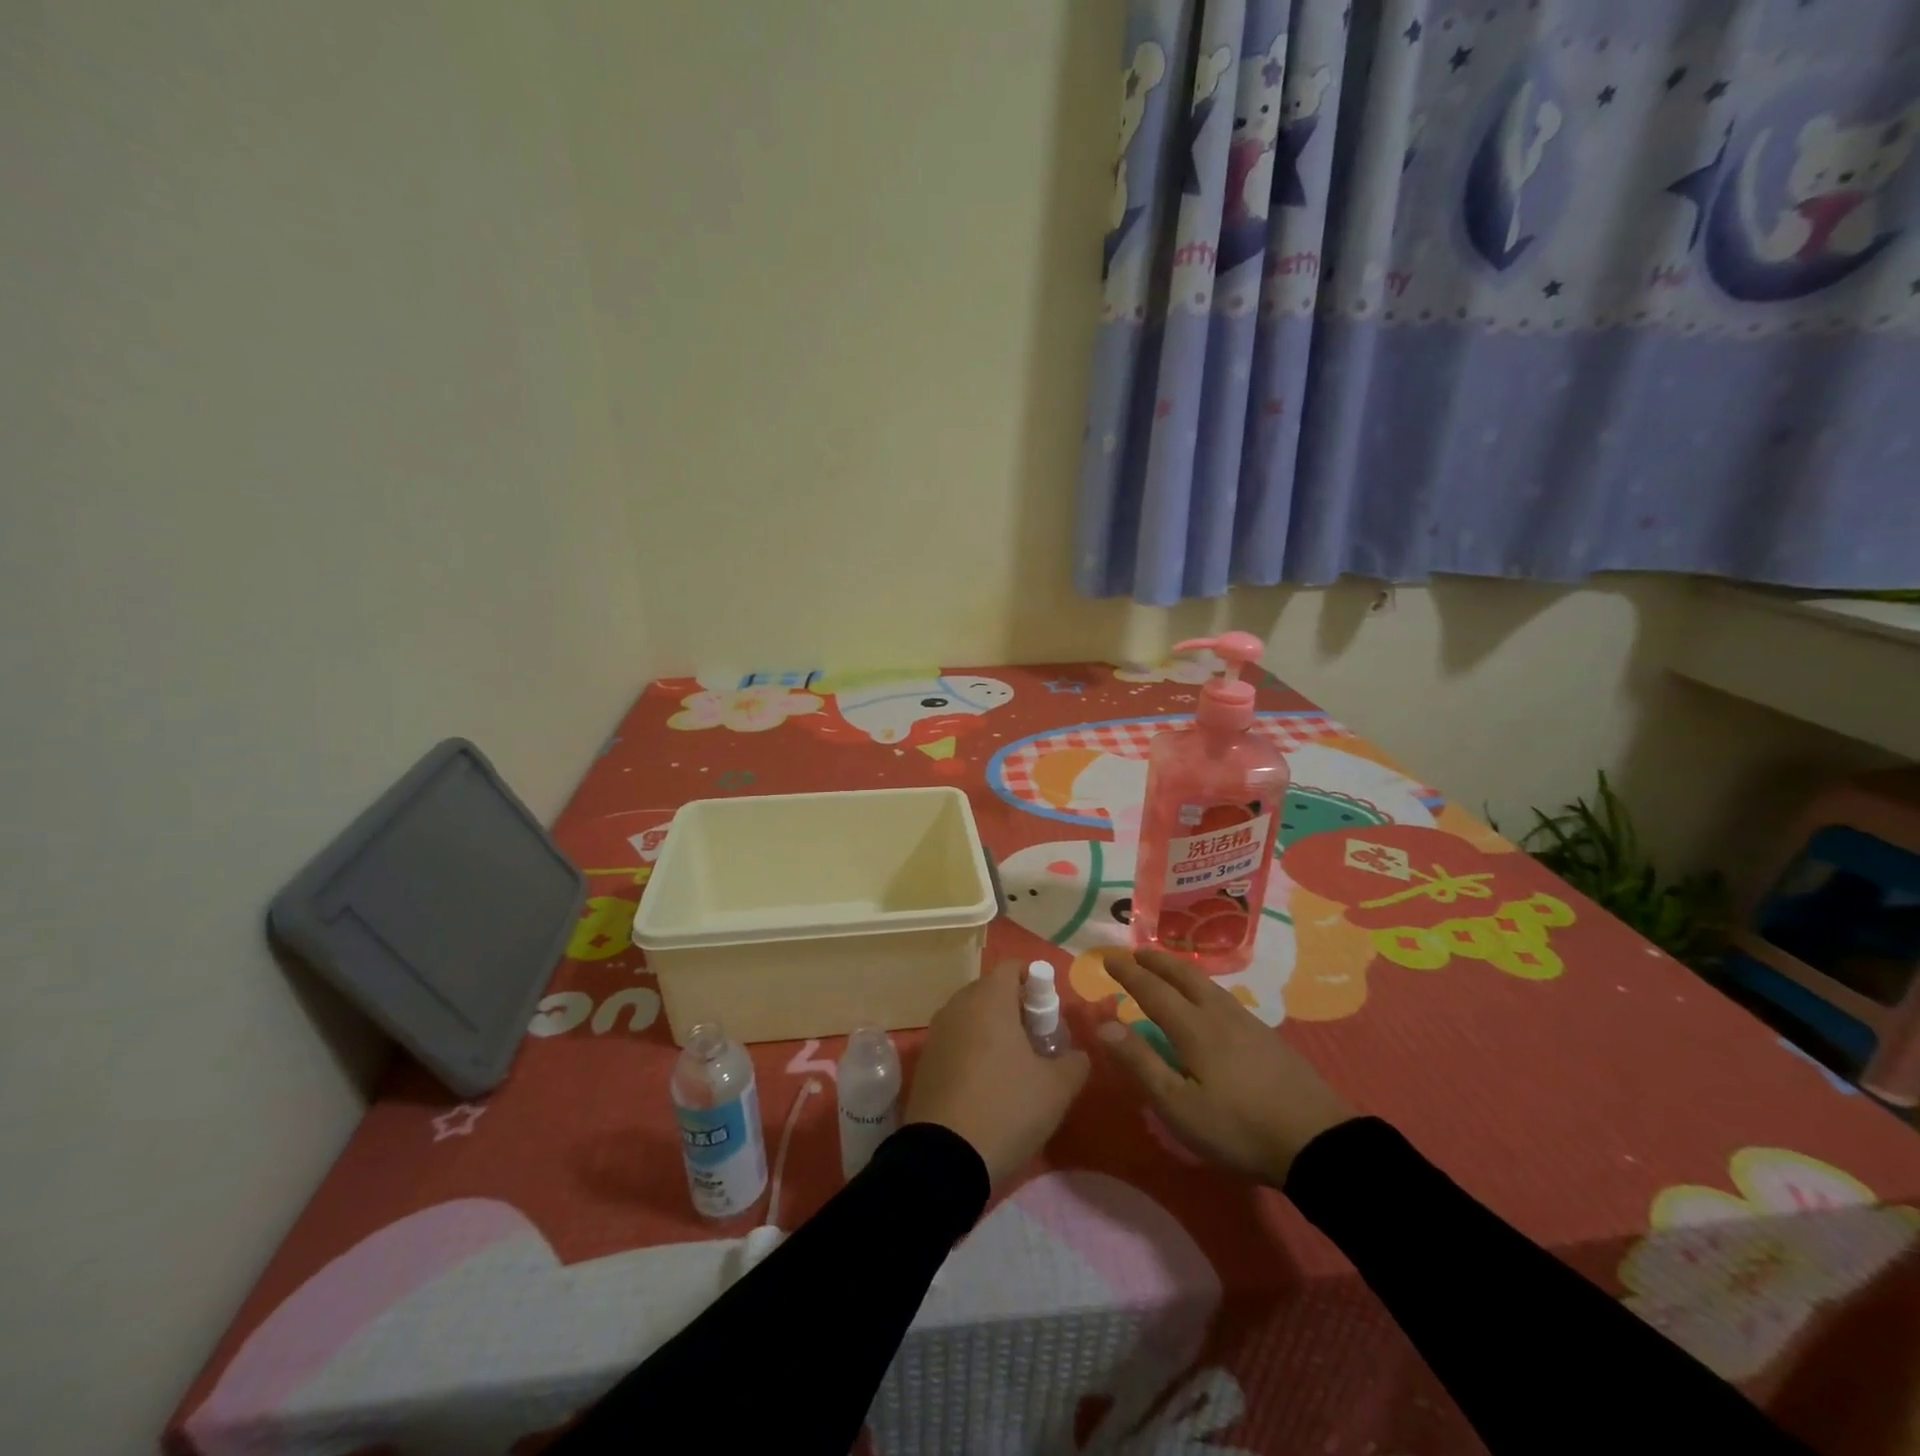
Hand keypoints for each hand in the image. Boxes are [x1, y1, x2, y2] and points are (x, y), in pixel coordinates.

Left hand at [905, 960, 1090, 1184]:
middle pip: (991, 991)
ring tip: (1015, 1069)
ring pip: (972, 1017)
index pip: (1013, 968)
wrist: (943, 1158)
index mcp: (989, 998)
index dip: (1036, 984)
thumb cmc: (1006, 1108)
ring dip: (994, 1032)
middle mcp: (958, 1005)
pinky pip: (956, 1042)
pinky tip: (987, 1087)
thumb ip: (1075, 1062)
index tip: (1051, 1017)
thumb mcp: (1057, 1088)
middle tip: (1038, 1044)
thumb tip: (1077, 1053)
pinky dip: (974, 1052)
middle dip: (1016, 1009)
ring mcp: (937, 1033)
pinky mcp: (925, 1062)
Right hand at [1096, 949, 1355, 1184]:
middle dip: (1157, 961)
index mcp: (1193, 1028)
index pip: (1153, 990)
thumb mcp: (1179, 1106)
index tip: (1108, 958)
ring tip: (1169, 970)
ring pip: (1208, 985)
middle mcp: (1219, 1014)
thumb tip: (1104, 1025)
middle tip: (1137, 953)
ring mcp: (1248, 1023)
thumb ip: (1141, 1063)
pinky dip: (1204, 987)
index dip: (1129, 974)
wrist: (1318, 1141)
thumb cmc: (1238, 1127)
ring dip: (1181, 971)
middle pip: (1184, 976)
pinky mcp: (1268, 1038)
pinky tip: (1210, 1001)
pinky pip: (1224, 997)